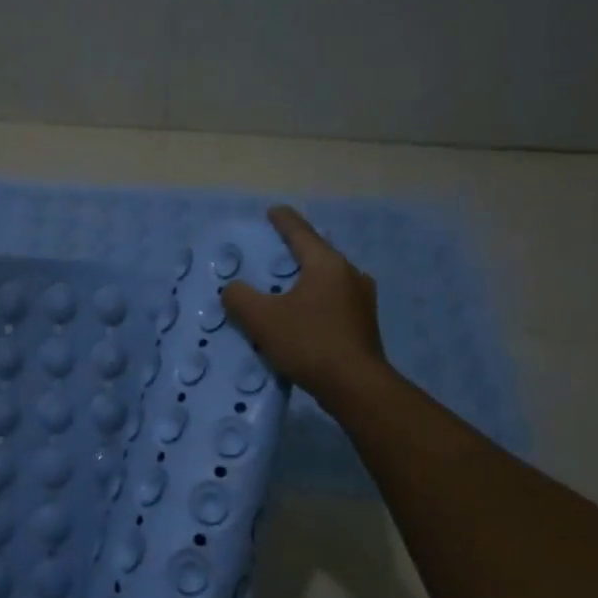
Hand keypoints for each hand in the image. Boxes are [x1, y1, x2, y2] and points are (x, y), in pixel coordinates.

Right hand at [221, 205, 387, 402]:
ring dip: (306, 278)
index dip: (283, 221)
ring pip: (328, 279)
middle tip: (273, 253)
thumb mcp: (262, 319)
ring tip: (286, 286)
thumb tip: (233, 289)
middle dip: (295, 251)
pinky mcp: (364, 323)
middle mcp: (349, 274)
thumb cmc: (308, 342)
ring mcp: (362, 299)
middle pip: (318, 254)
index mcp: (326, 264)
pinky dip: (316, 300)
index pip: (300, 232)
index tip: (272, 211)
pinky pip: (334, 300)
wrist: (355, 386)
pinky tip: (303, 314)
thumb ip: (240, 298)